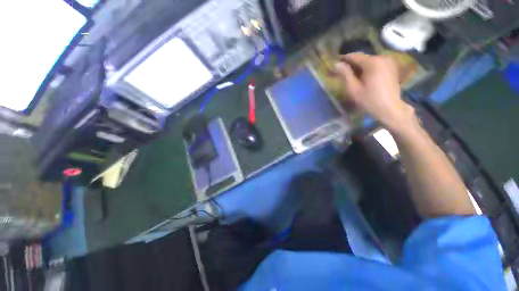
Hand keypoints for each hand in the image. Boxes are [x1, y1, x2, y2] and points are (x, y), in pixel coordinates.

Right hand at [335, 53, 414, 130]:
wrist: (390, 108)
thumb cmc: (369, 100)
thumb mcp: (354, 89)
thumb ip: (345, 75)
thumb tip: (337, 64)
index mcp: (373, 62)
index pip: (355, 56)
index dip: (344, 59)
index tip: (335, 63)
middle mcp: (382, 57)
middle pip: (363, 58)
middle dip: (352, 64)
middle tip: (343, 72)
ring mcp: (389, 61)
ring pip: (369, 60)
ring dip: (360, 66)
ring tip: (353, 76)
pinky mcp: (392, 66)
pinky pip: (377, 64)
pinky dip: (368, 68)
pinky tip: (364, 77)